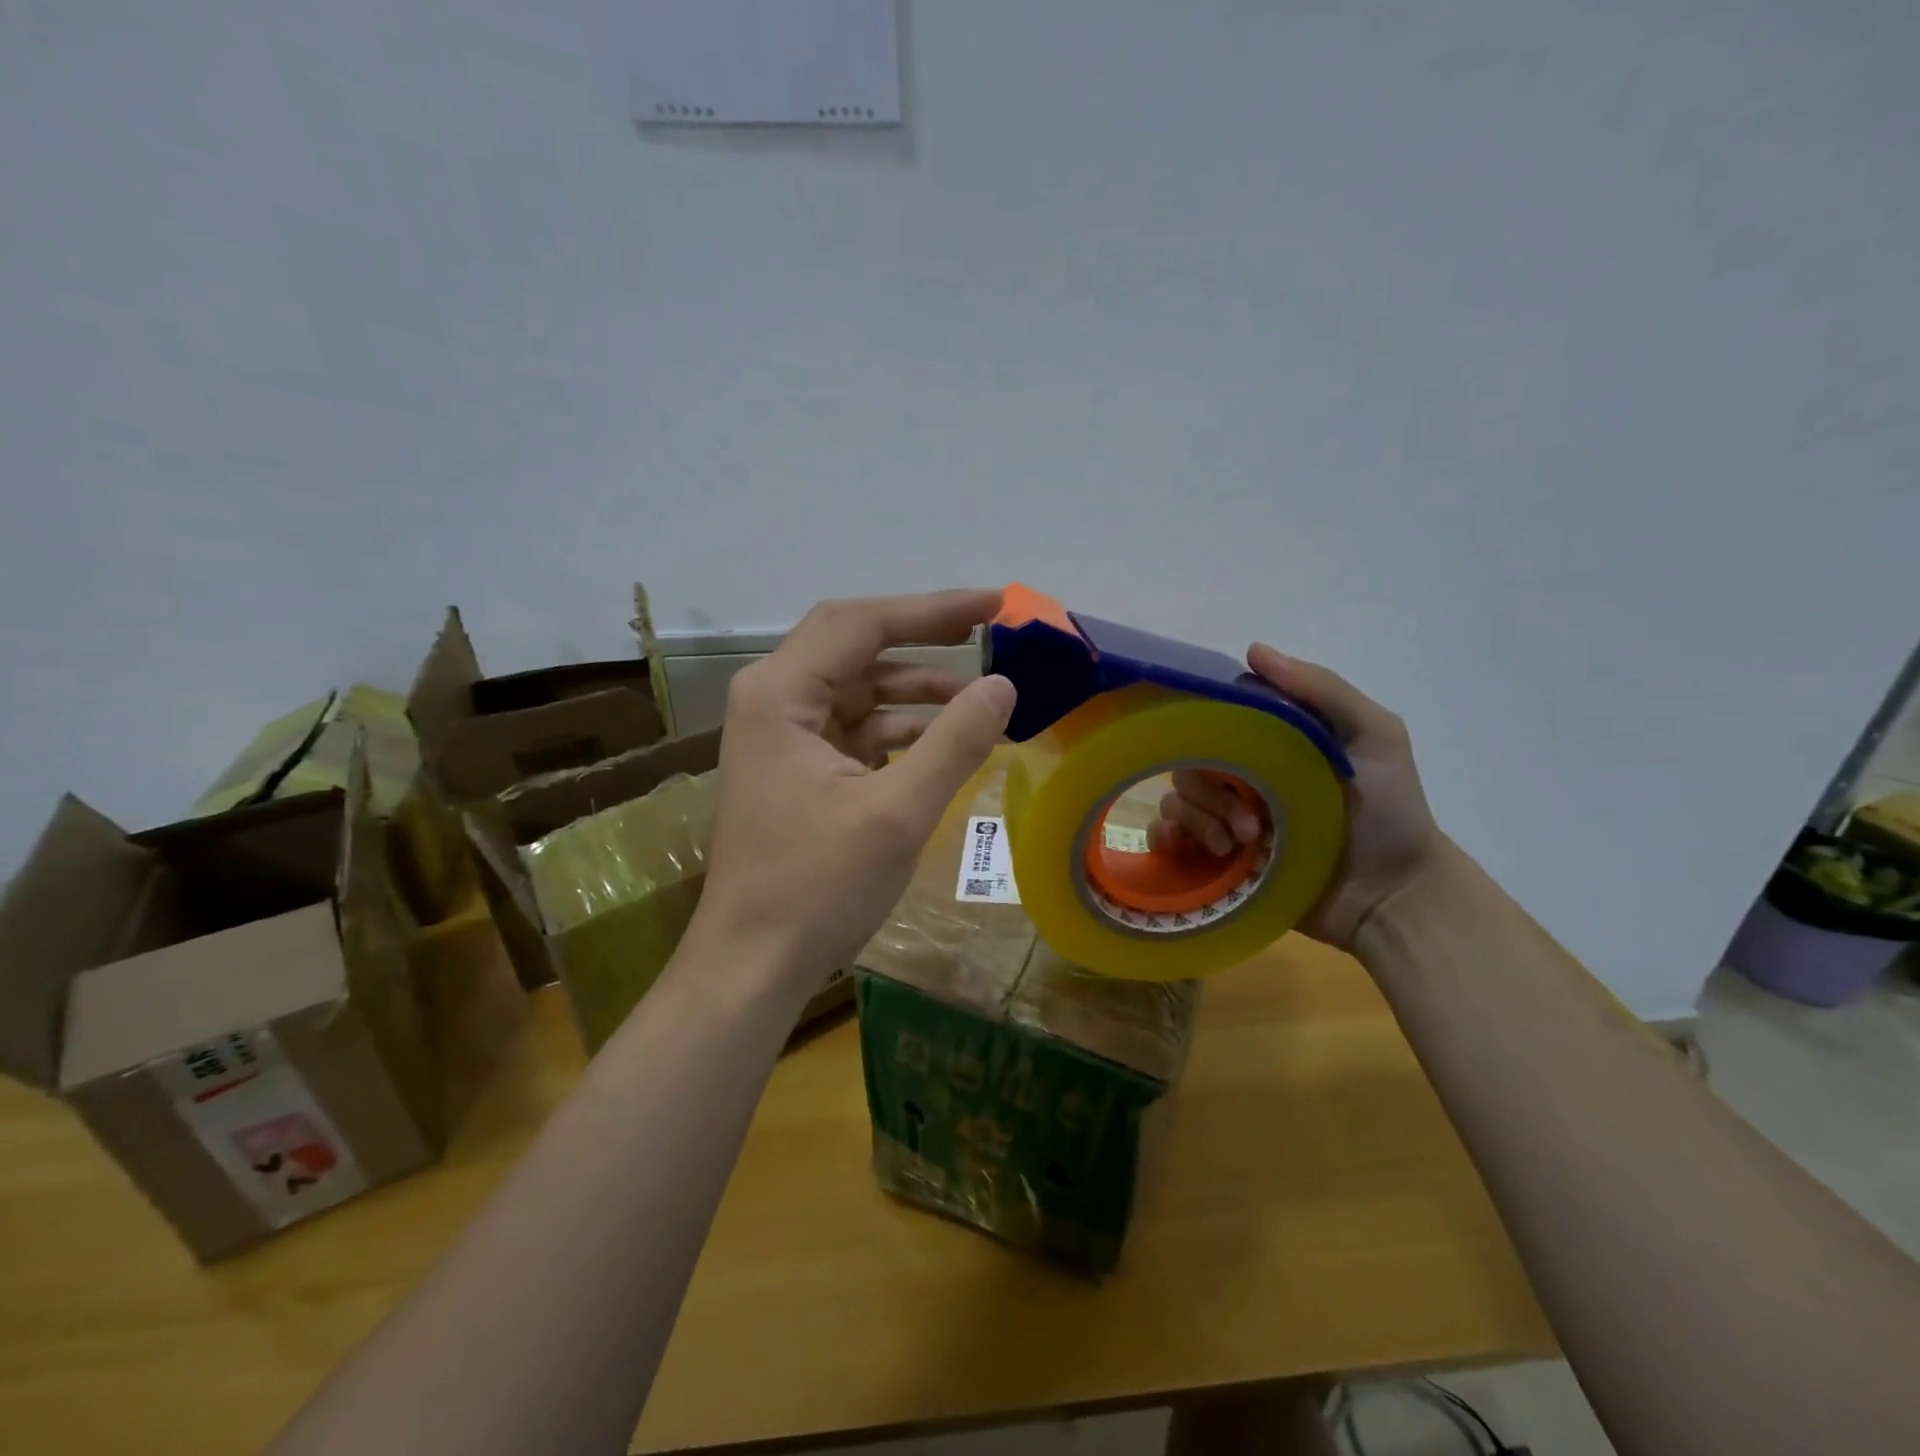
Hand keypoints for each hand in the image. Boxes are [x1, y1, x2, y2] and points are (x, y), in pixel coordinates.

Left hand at [695, 590, 1016, 985]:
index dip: (933, 608)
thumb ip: (955, 742)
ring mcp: (782, 735)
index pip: (862, 623)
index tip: (995, 605)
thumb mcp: (898, 813)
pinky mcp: (796, 767)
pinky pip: (855, 728)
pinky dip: (900, 730)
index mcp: (781, 694)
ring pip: (859, 688)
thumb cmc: (816, 888)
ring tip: (978, 704)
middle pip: (856, 645)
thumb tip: (1003, 686)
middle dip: (925, 638)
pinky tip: (942, 744)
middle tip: (989, 634)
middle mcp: (773, 700)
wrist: (751, 964)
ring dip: (916, 691)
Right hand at [1148, 643, 1439, 948]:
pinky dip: (1168, 840)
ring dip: (1199, 822)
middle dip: (1212, 795)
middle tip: (1251, 826)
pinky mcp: (1213, 862)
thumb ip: (1322, 690)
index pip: (1212, 723)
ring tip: (1241, 847)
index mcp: (1267, 746)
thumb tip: (1253, 650)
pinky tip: (1201, 852)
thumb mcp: (1375, 736)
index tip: (1223, 753)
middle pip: (1187, 765)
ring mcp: (1224, 821)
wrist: (1393, 897)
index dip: (1207, 732)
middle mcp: (1240, 778)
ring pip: (1175, 802)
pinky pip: (1165, 840)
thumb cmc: (1390, 812)